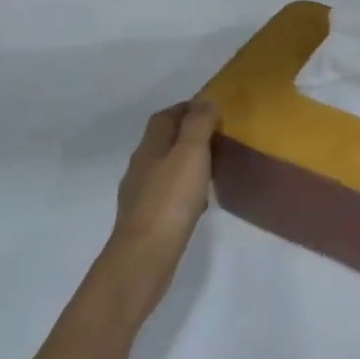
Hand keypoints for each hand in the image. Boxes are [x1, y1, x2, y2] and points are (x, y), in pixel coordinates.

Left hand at [103, 100, 219, 314]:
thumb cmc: (170, 200)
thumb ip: (199, 124)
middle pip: (163, 141)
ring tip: (213, 167)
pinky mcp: (147, 219)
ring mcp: (141, 195)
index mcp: (150, 147)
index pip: (165, 117)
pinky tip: (200, 200)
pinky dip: (184, 188)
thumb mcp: (191, 153)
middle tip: (218, 137)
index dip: (186, 109)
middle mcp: (141, 167)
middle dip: (188, 134)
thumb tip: (205, 101)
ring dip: (187, 162)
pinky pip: (168, 193)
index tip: (212, 110)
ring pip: (166, 167)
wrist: (144, 257)